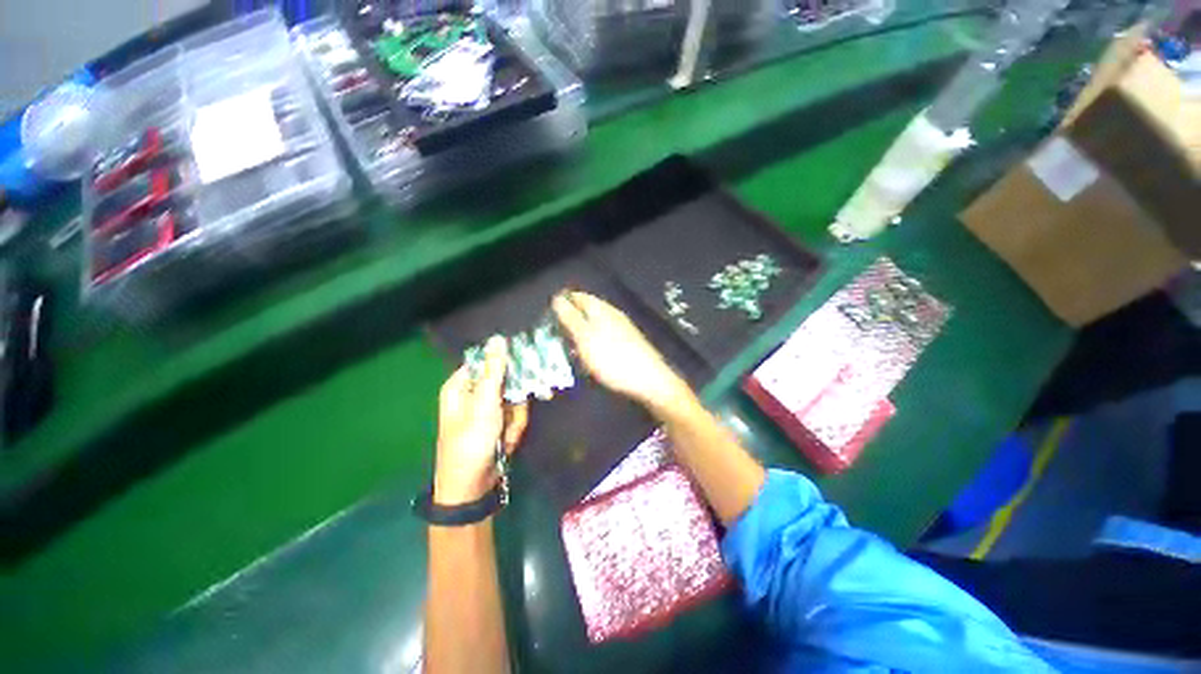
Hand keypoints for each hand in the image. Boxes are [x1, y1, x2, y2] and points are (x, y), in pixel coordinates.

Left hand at [435, 336, 528, 505]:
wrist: (472, 486)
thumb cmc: (472, 440)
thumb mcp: (485, 402)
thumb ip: (494, 369)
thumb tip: (499, 338)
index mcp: (461, 384)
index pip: (489, 360)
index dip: (507, 362)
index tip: (526, 365)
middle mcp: (474, 393)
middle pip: (506, 379)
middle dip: (515, 399)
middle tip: (514, 412)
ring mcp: (487, 409)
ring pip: (515, 398)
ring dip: (516, 417)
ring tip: (506, 436)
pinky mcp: (498, 422)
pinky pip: (515, 415)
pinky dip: (515, 428)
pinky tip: (508, 442)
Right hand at [552, 291, 693, 414]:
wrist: (648, 380)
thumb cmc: (612, 358)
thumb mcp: (585, 338)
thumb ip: (571, 318)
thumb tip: (557, 298)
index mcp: (601, 309)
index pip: (578, 296)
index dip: (563, 302)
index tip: (548, 315)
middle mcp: (612, 314)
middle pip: (587, 309)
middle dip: (571, 317)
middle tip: (555, 331)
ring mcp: (622, 328)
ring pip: (595, 323)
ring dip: (581, 330)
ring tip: (568, 344)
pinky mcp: (627, 343)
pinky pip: (603, 336)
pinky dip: (592, 341)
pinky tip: (589, 354)